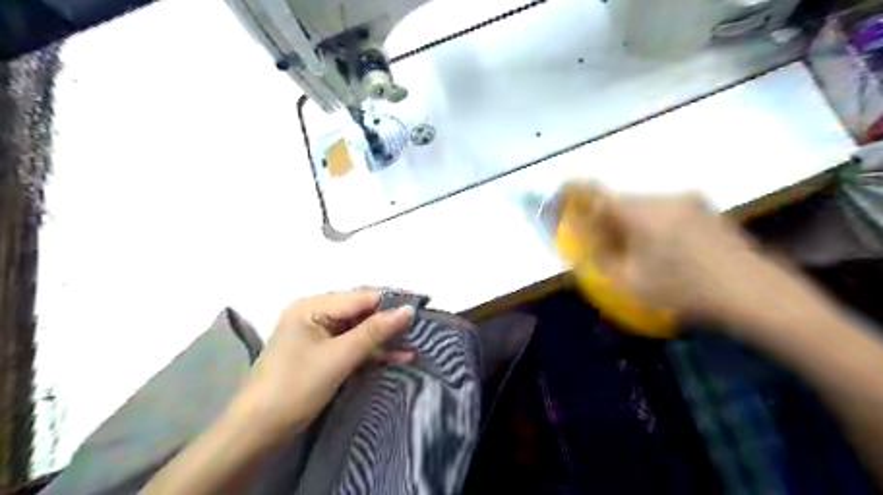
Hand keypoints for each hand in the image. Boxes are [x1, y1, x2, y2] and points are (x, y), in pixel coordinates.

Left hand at [226, 288, 413, 441]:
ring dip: (384, 338)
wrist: (258, 430)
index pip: (360, 296)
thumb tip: (408, 310)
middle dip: (390, 320)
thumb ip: (374, 331)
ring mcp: (319, 334)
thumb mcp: (338, 357)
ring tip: (415, 342)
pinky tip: (398, 356)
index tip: (421, 306)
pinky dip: (373, 351)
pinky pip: (353, 345)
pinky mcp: (324, 353)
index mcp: (312, 306)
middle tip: (421, 326)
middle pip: (361, 311)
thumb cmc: (295, 386)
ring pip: (360, 329)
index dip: (391, 301)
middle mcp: (315, 314)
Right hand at [565, 184, 765, 319]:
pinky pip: (664, 209)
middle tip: (604, 240)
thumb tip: (584, 244)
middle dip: (606, 216)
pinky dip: (652, 221)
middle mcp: (663, 199)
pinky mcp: (704, 208)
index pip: (599, 195)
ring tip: (635, 248)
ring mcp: (687, 201)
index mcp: (642, 214)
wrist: (751, 291)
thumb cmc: (684, 290)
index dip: (577, 192)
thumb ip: (600, 260)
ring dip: (630, 219)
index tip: (564, 192)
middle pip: (622, 200)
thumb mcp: (630, 283)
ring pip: (643, 204)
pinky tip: (663, 246)